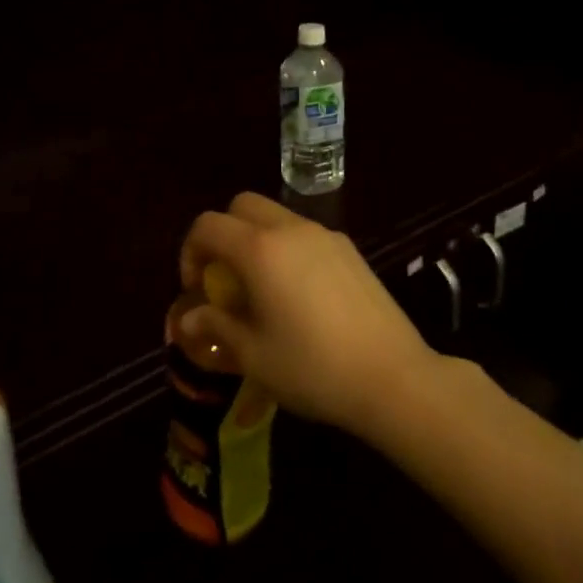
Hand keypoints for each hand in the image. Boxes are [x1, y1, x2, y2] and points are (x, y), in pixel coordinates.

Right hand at [177, 192, 438, 441]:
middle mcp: (289, 229)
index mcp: (259, 249)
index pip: (207, 225)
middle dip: (223, 233)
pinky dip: (287, 248)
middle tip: (225, 277)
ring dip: (256, 239)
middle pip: (241, 205)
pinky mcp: (348, 248)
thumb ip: (216, 326)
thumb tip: (188, 319)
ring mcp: (323, 234)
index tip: (196, 288)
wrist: (393, 377)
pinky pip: (304, 233)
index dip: (190, 251)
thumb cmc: (313, 368)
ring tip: (262, 288)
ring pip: (275, 216)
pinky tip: (300, 295)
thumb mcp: (253, 355)